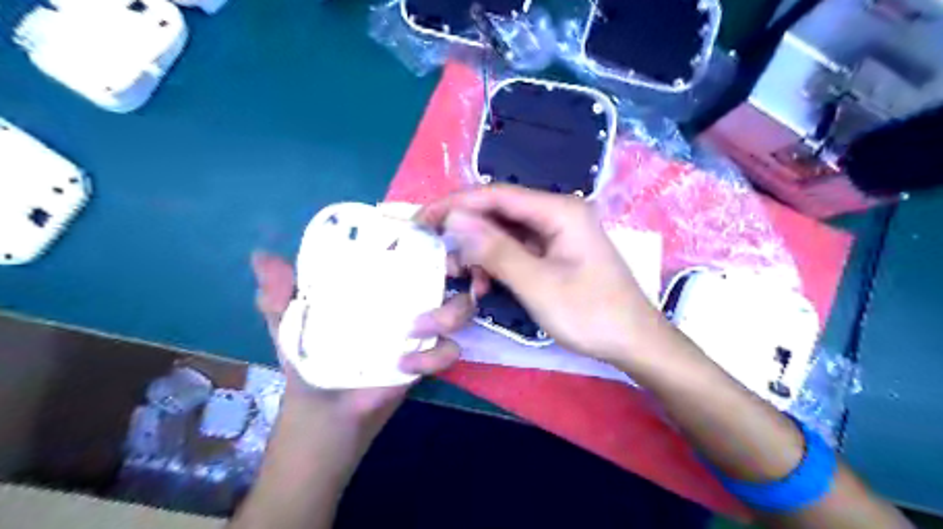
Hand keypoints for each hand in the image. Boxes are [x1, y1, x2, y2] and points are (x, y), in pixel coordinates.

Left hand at [249, 249, 474, 430]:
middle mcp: (406, 300)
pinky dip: (435, 356)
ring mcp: (421, 329)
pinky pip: (449, 351)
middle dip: (459, 268)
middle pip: (448, 274)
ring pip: (460, 309)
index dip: (429, 239)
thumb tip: (262, 256)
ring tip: (417, 328)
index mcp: (377, 284)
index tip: (432, 230)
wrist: (324, 412)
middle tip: (449, 271)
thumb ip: (279, 294)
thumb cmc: (308, 360)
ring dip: (450, 313)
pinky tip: (405, 365)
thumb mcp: (289, 323)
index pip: (410, 253)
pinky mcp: (427, 359)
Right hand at [419, 185, 662, 363]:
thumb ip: (495, 250)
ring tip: (461, 276)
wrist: (634, 342)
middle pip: (500, 212)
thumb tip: (455, 220)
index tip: (422, 218)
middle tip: (435, 251)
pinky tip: (485, 284)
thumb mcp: (538, 284)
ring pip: (506, 232)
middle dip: (466, 231)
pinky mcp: (556, 253)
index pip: (497, 195)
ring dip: (480, 251)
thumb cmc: (591, 314)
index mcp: (559, 210)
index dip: (456, 203)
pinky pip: (518, 249)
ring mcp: (558, 234)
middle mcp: (558, 214)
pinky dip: (497, 264)